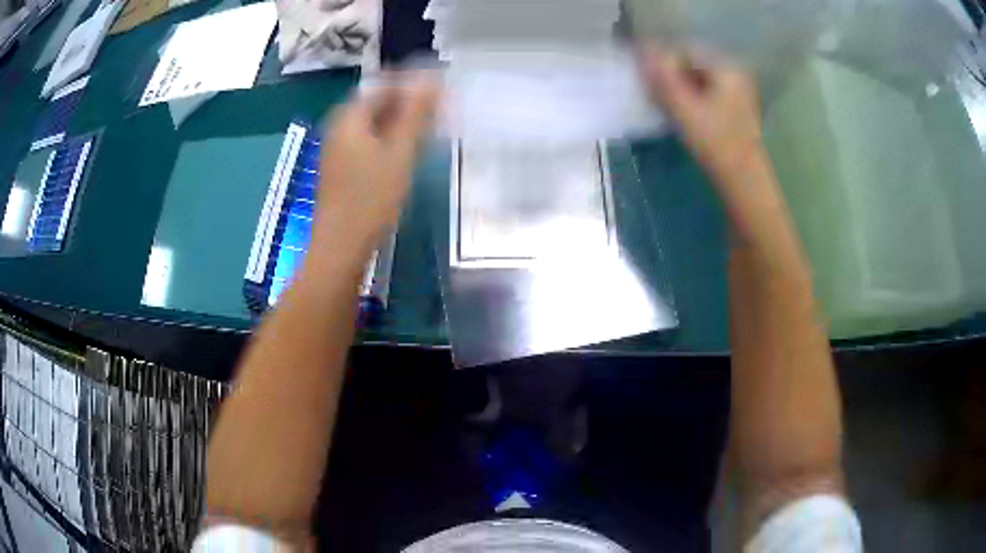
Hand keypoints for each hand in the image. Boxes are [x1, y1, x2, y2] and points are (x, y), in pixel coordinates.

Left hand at [315, 76, 438, 253]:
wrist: (341, 246)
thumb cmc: (371, 198)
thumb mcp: (399, 152)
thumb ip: (415, 114)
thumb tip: (431, 80)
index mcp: (349, 118)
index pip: (382, 85)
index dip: (411, 83)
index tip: (440, 90)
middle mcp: (339, 129)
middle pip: (376, 104)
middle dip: (407, 104)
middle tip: (438, 111)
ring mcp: (338, 150)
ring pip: (373, 125)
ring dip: (400, 123)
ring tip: (429, 130)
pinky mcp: (342, 170)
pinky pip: (367, 143)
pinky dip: (388, 141)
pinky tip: (406, 153)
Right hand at [638, 46, 764, 180]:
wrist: (743, 180)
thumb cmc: (715, 143)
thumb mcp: (684, 108)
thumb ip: (662, 77)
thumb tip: (642, 48)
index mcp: (726, 67)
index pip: (685, 50)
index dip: (661, 60)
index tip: (647, 79)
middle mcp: (733, 72)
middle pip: (692, 62)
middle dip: (670, 73)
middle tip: (653, 91)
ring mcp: (736, 89)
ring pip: (697, 77)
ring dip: (678, 85)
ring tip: (664, 102)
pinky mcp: (733, 106)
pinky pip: (705, 90)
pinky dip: (690, 96)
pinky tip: (681, 111)